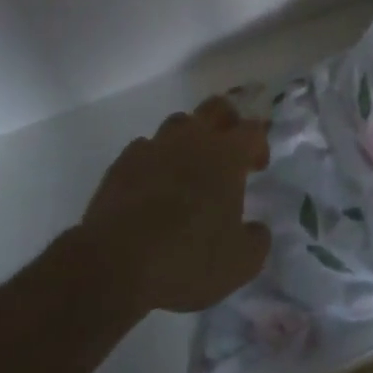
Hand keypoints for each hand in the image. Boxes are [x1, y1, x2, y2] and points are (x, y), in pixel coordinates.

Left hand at [77, 96, 271, 315]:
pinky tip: (151, 183)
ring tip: (188, 167)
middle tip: (227, 148)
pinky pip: (144, 148)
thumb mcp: (239, 265)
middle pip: (216, 108)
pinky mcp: (123, 163)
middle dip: (227, 121)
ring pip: (178, 123)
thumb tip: (257, 230)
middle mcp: (194, 140)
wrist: (114, 264)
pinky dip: (153, 159)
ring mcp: (155, 147)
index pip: (253, 130)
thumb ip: (257, 241)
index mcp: (227, 155)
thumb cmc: (186, 258)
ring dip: (188, 138)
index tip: (257, 168)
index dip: (259, 145)